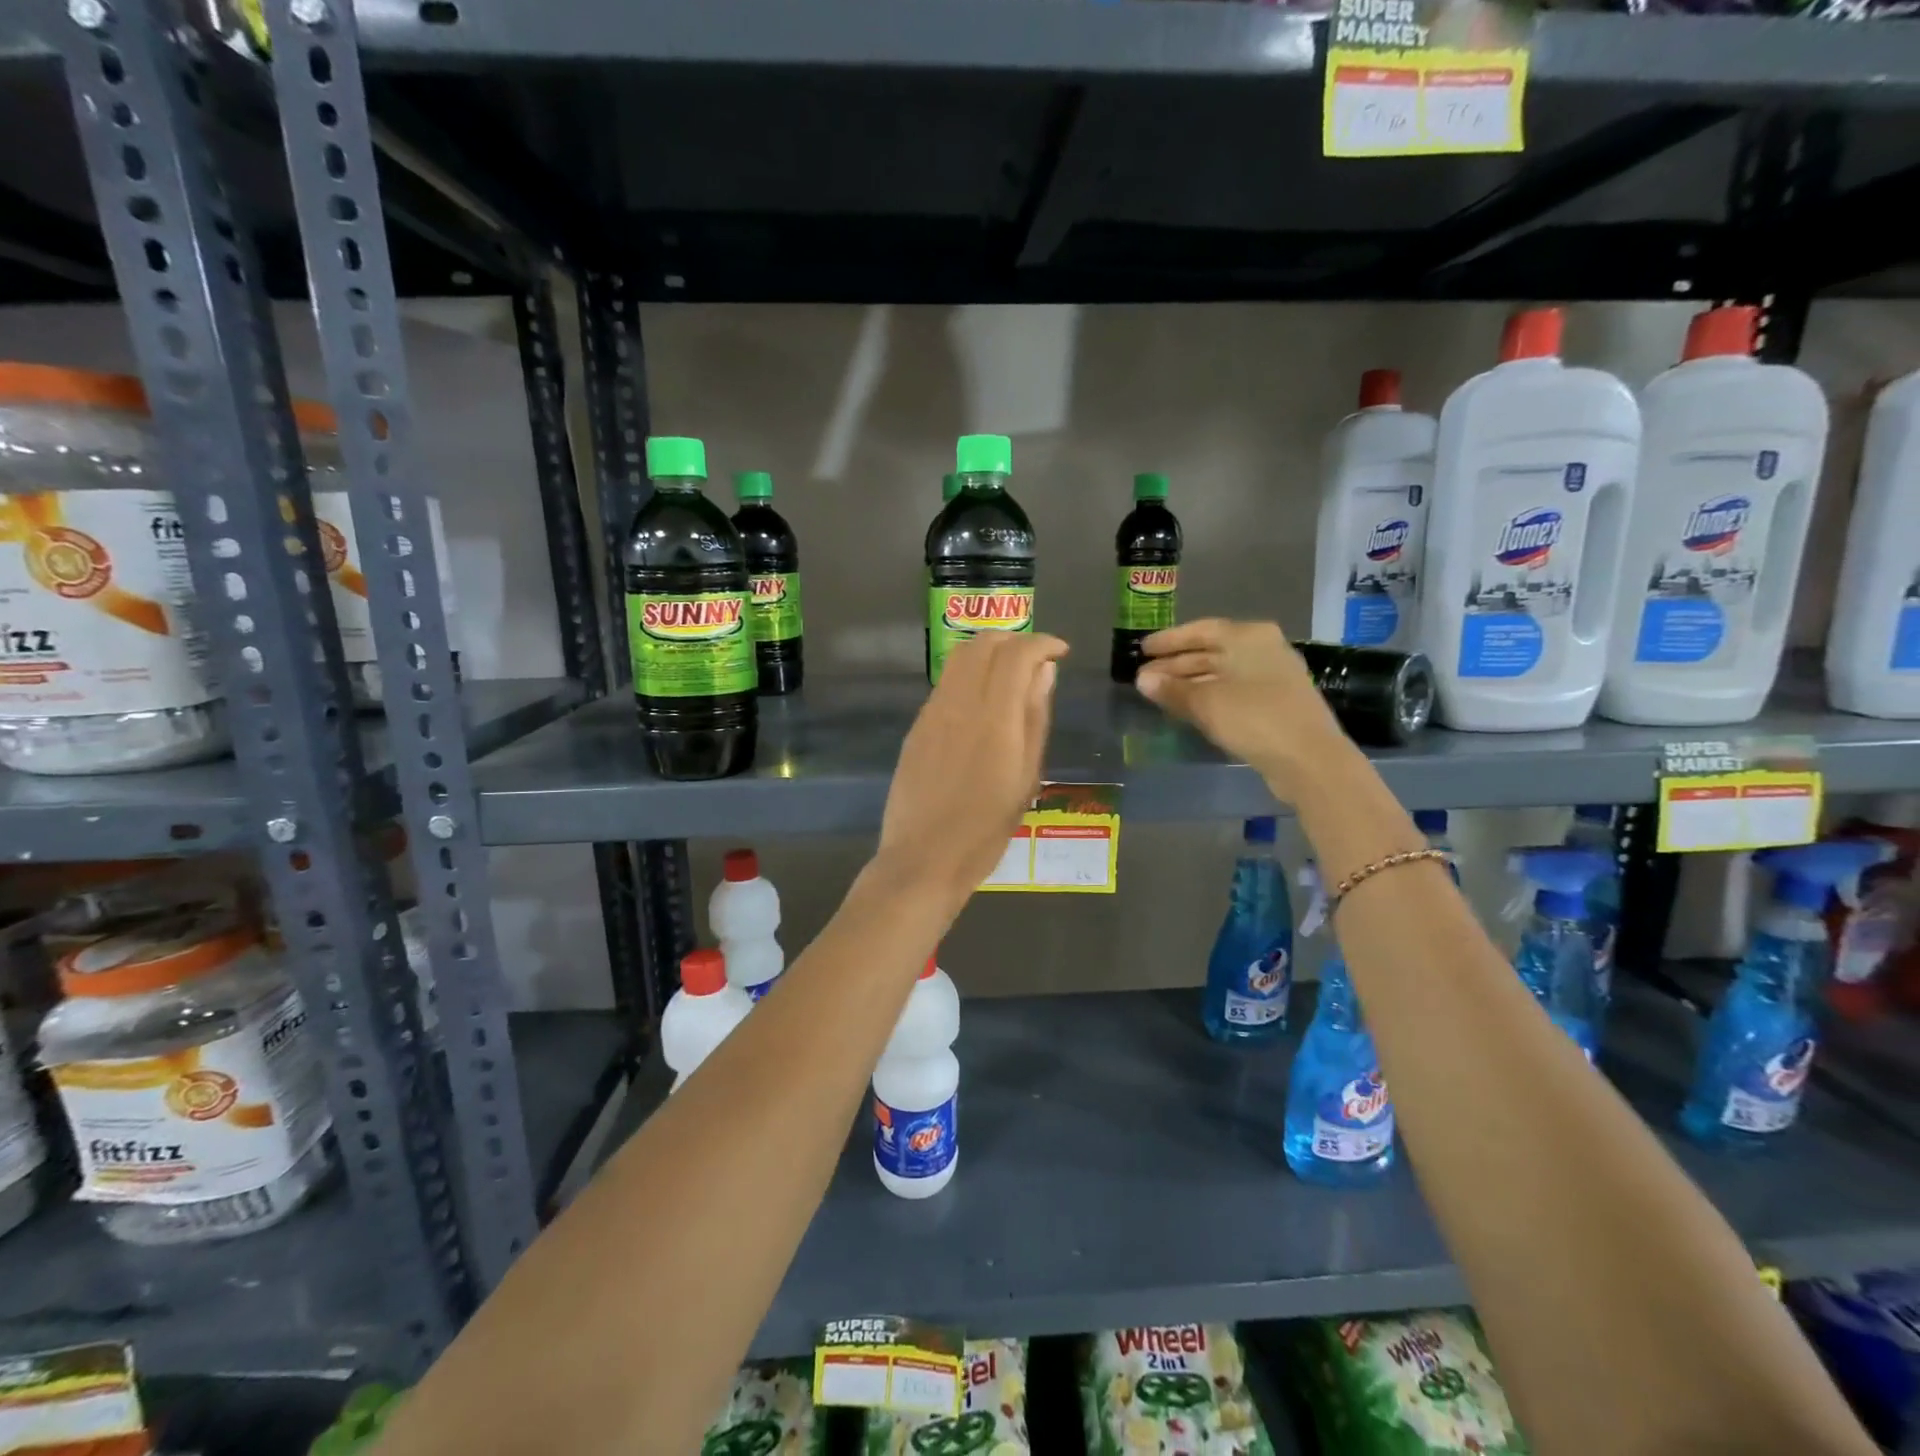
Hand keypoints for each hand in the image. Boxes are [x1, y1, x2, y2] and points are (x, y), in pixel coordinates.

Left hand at [876, 632, 1067, 903]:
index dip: (1042, 642)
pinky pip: (945, 684)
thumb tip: (1044, 672)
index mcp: (994, 718)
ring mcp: (932, 713)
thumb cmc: (986, 829)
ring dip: (988, 653)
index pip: (1017, 653)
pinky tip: (981, 703)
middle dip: (1014, 639)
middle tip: (1036, 659)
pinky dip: (968, 676)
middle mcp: (959, 704)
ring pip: (959, 659)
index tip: (1060, 652)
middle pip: (983, 644)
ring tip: (1010, 675)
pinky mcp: (916, 727)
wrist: (924, 858)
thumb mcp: (1026, 778)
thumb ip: (1034, 718)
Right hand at [1135, 619, 1351, 802]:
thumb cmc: (1254, 718)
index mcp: (1247, 636)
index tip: (1141, 650)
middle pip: (1211, 651)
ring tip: (1160, 693)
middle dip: (1176, 664)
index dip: (1168, 641)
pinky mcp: (1276, 702)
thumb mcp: (1206, 703)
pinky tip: (1190, 707)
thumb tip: (1142, 679)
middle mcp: (1262, 648)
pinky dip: (1208, 695)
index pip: (1200, 630)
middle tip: (1145, 677)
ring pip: (1221, 672)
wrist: (1309, 759)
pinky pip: (1233, 690)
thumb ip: (1172, 689)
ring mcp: (1272, 675)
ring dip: (1190, 682)